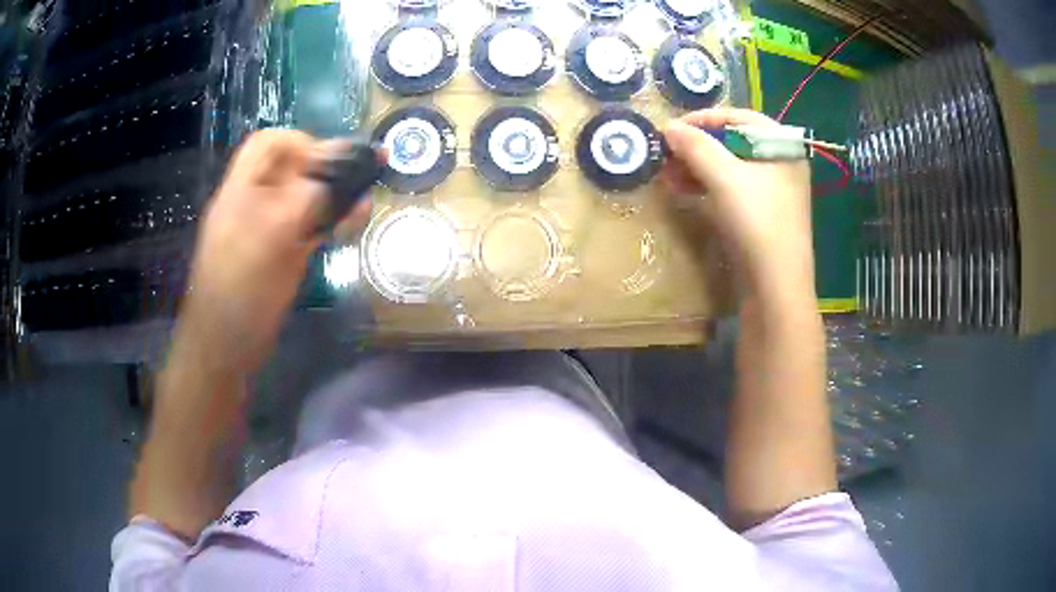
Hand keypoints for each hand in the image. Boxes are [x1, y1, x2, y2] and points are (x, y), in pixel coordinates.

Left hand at [181, 130, 370, 371]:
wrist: (226, 345)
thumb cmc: (241, 288)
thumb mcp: (272, 235)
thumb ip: (306, 198)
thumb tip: (347, 175)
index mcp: (243, 189)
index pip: (271, 144)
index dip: (303, 143)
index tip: (334, 162)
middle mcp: (256, 201)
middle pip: (293, 168)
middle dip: (328, 168)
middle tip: (363, 176)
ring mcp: (269, 228)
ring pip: (305, 197)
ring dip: (335, 194)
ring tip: (364, 202)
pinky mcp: (281, 252)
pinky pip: (308, 225)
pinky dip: (331, 220)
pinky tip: (352, 222)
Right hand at [661, 109, 814, 296]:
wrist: (776, 287)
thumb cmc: (758, 222)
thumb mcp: (725, 178)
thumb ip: (696, 146)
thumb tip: (668, 127)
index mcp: (782, 147)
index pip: (740, 117)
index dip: (704, 119)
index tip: (673, 129)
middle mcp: (781, 164)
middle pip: (734, 142)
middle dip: (697, 146)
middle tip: (666, 152)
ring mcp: (773, 192)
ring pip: (730, 167)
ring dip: (697, 166)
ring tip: (667, 172)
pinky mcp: (761, 215)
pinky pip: (732, 189)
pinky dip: (707, 186)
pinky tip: (682, 189)